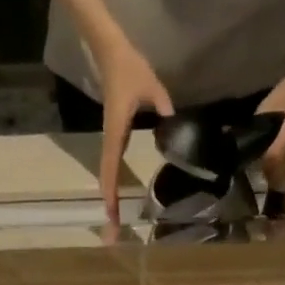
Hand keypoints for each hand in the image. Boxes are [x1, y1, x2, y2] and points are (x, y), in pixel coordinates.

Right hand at [93, 34, 172, 221]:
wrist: (111, 51)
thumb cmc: (129, 68)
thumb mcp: (152, 87)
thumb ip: (165, 108)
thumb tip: (177, 129)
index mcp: (116, 132)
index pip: (111, 169)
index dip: (112, 194)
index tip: (113, 216)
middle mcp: (111, 141)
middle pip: (107, 180)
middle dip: (109, 207)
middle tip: (112, 233)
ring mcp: (111, 139)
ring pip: (108, 175)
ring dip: (110, 198)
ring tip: (114, 221)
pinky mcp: (114, 136)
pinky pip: (112, 166)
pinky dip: (113, 184)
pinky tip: (118, 197)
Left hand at [257, 36, 284, 191]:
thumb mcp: (268, 107)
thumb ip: (258, 133)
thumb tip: (247, 154)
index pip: (276, 158)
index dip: (263, 164)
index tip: (255, 162)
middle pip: (283, 173)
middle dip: (268, 174)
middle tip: (260, 168)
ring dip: (277, 179)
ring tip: (269, 170)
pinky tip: (281, 174)